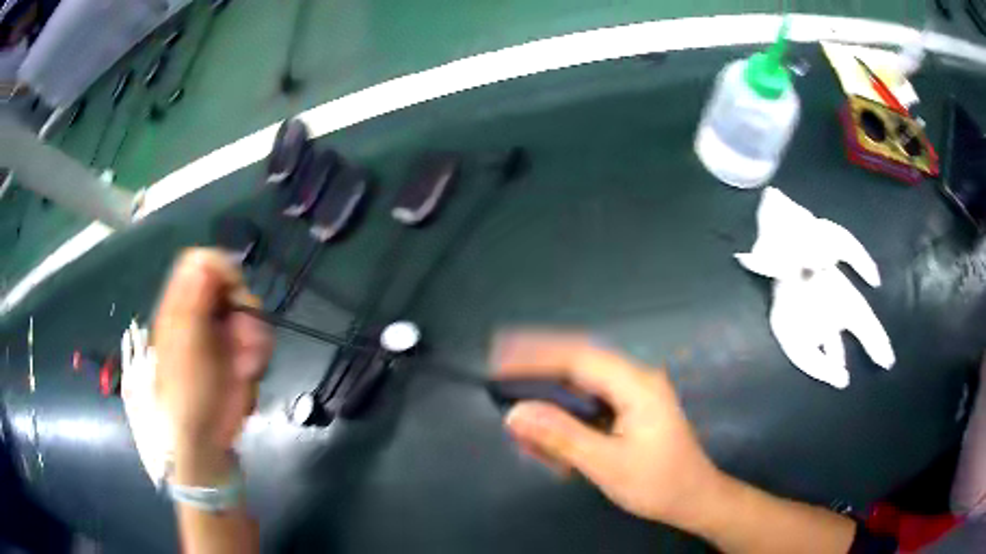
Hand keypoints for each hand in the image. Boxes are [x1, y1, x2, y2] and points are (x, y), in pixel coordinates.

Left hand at [154, 249, 272, 477]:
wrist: (204, 436)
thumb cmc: (185, 388)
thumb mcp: (185, 342)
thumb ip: (193, 298)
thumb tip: (205, 257)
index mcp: (182, 304)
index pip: (201, 263)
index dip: (220, 267)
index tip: (233, 288)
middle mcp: (203, 312)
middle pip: (232, 284)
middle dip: (243, 307)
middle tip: (241, 333)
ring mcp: (224, 333)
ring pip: (251, 311)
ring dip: (254, 335)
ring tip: (245, 363)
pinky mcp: (241, 352)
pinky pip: (260, 337)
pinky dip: (259, 352)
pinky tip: (249, 370)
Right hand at [494, 332, 723, 528]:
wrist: (693, 499)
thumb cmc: (658, 483)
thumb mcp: (607, 464)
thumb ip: (561, 436)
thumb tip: (516, 414)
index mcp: (636, 385)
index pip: (577, 358)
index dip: (535, 357)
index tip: (499, 362)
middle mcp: (635, 380)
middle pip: (578, 363)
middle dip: (537, 370)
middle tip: (499, 376)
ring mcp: (633, 394)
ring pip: (581, 384)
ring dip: (549, 398)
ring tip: (521, 419)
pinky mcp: (630, 410)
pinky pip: (589, 403)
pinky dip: (564, 416)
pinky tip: (547, 437)